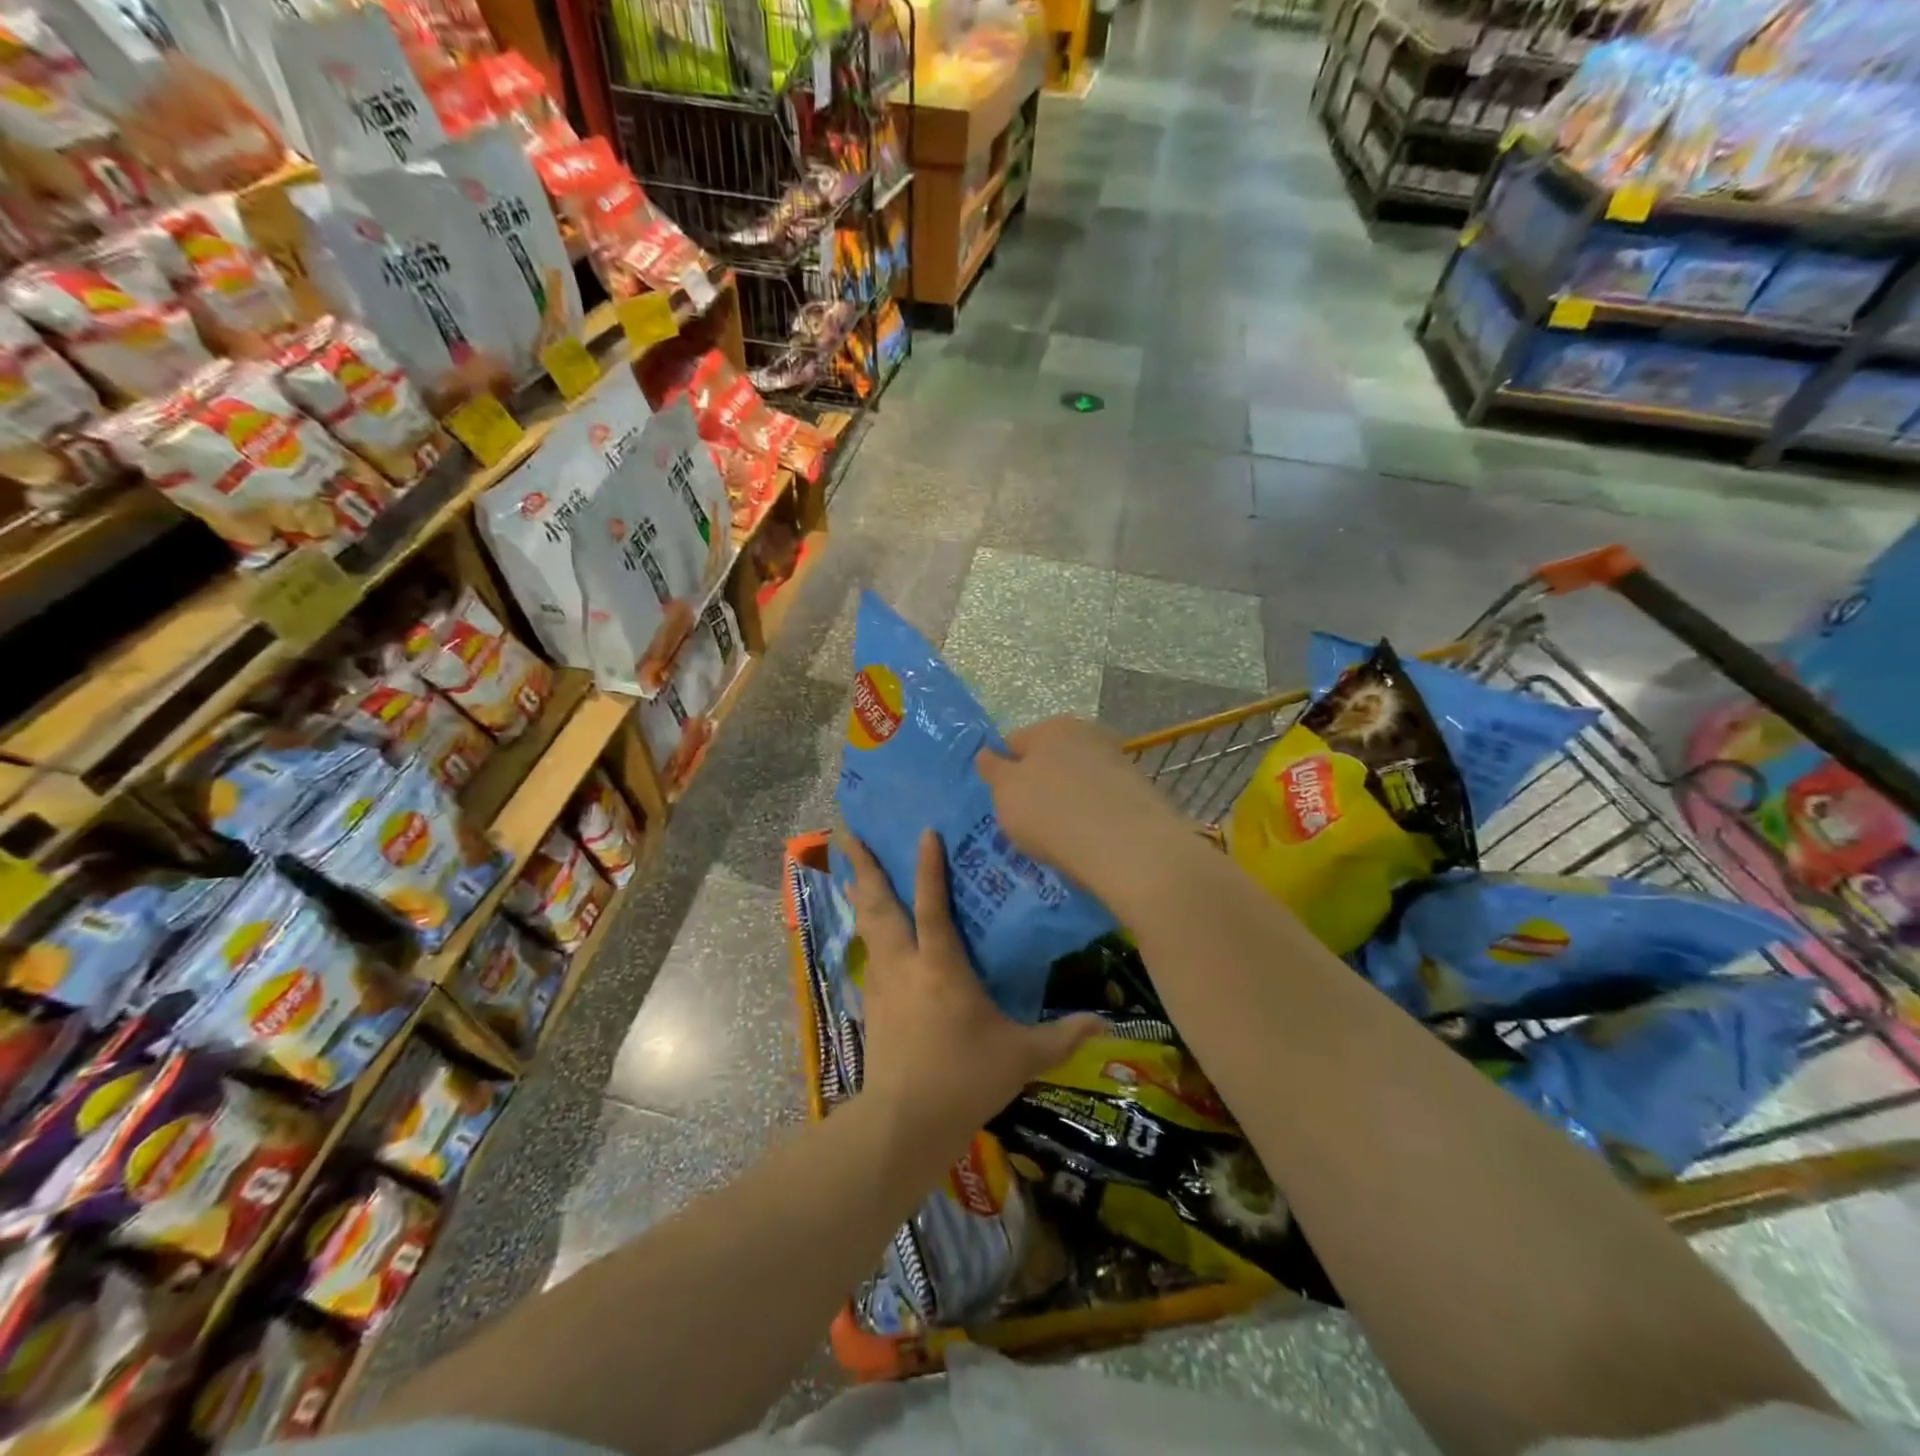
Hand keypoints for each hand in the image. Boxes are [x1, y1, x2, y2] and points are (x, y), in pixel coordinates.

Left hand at [844, 831, 1099, 1147]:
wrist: (904, 1123)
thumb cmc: (964, 1079)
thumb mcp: (1022, 1057)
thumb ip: (1063, 1036)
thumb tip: (1106, 1024)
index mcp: (941, 966)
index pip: (934, 904)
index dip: (929, 866)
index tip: (924, 830)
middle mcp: (905, 964)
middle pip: (880, 904)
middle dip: (866, 866)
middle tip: (851, 833)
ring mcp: (882, 982)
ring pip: (866, 925)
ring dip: (860, 892)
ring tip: (852, 868)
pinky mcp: (871, 1003)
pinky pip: (867, 952)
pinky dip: (865, 929)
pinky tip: (867, 930)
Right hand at [974, 717, 1189, 905]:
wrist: (1129, 846)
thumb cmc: (1052, 814)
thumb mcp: (1006, 794)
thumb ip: (993, 770)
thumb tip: (987, 754)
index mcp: (1049, 727)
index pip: (1012, 743)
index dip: (1002, 772)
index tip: (1002, 803)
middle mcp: (1085, 733)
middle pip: (1048, 759)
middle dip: (1038, 784)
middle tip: (1029, 822)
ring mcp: (1116, 760)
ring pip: (1077, 779)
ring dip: (1067, 799)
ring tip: (1061, 836)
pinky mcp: (1139, 789)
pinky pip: (1102, 799)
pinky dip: (1094, 814)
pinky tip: (1090, 840)